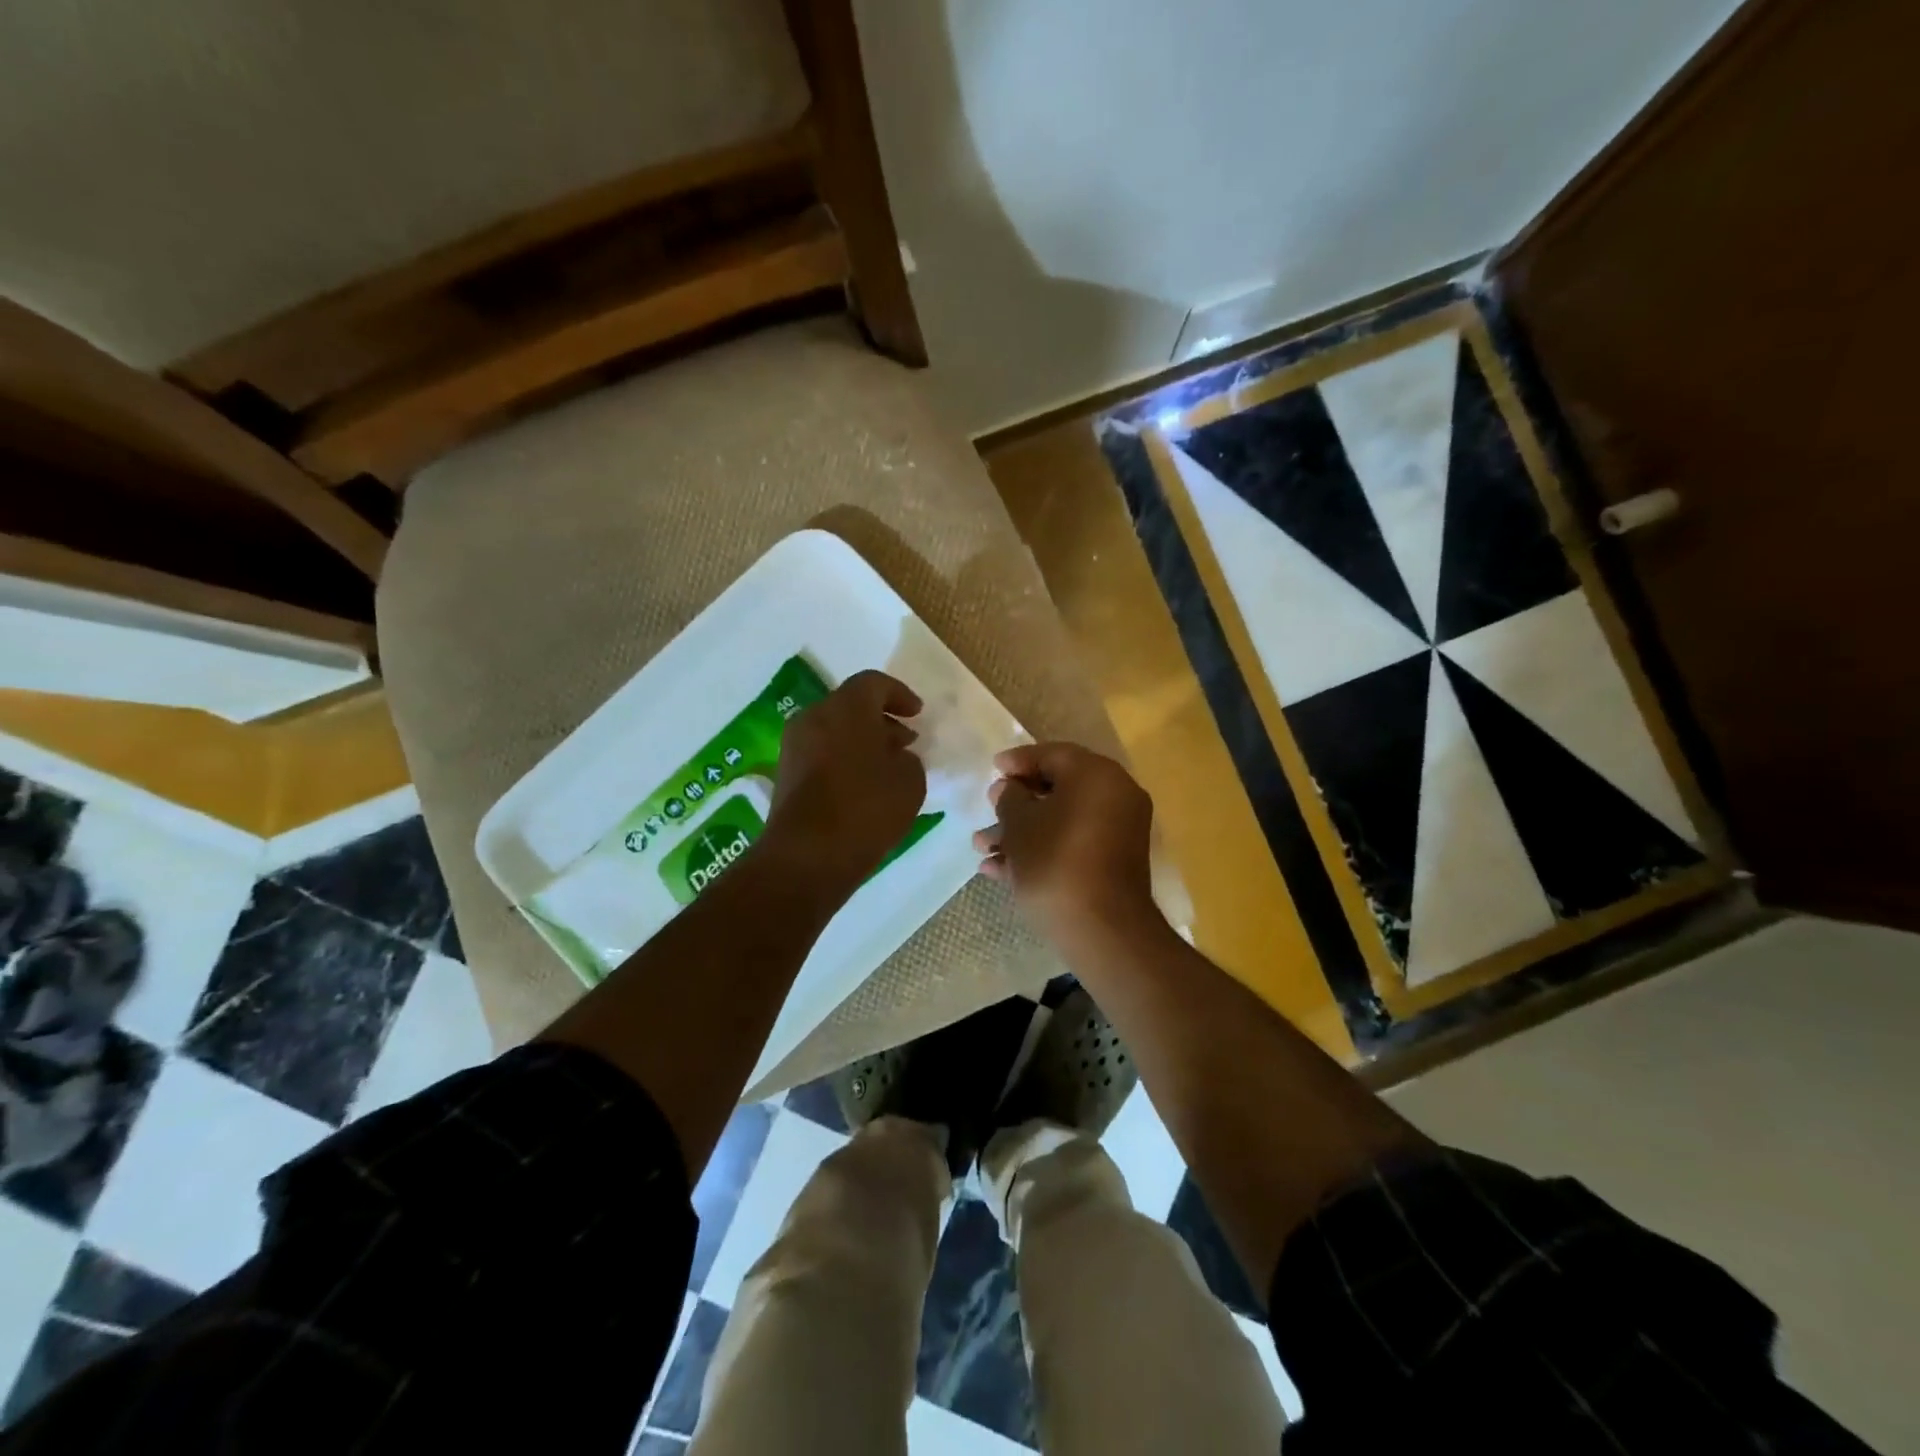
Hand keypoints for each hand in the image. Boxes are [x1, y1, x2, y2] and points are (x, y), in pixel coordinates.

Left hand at [763, 670, 926, 900]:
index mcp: (846, 708)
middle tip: (906, 740)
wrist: (807, 856)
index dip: (899, 694)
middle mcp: (814, 717)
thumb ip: (908, 759)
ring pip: (834, 729)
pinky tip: (865, 784)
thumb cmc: (866, 809)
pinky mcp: (787, 773)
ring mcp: (795, 746)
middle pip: (851, 705)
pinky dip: (844, 757)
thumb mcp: (910, 781)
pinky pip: (821, 751)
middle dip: (881, 719)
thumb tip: (894, 756)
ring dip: (862, 740)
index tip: (918, 714)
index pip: (873, 683)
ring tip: (888, 765)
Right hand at [973, 743, 1161, 951]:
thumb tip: (1008, 789)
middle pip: (1058, 789)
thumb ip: (1009, 798)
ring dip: (1021, 832)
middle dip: (1015, 804)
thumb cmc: (1054, 863)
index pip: (1052, 754)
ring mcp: (1118, 831)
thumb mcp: (1019, 825)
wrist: (1102, 930)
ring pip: (1062, 820)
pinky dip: (1043, 850)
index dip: (1018, 761)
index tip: (992, 769)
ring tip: (982, 848)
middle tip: (988, 811)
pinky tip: (1001, 870)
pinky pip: (1074, 844)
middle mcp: (1115, 796)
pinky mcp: (1114, 863)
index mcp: (1097, 775)